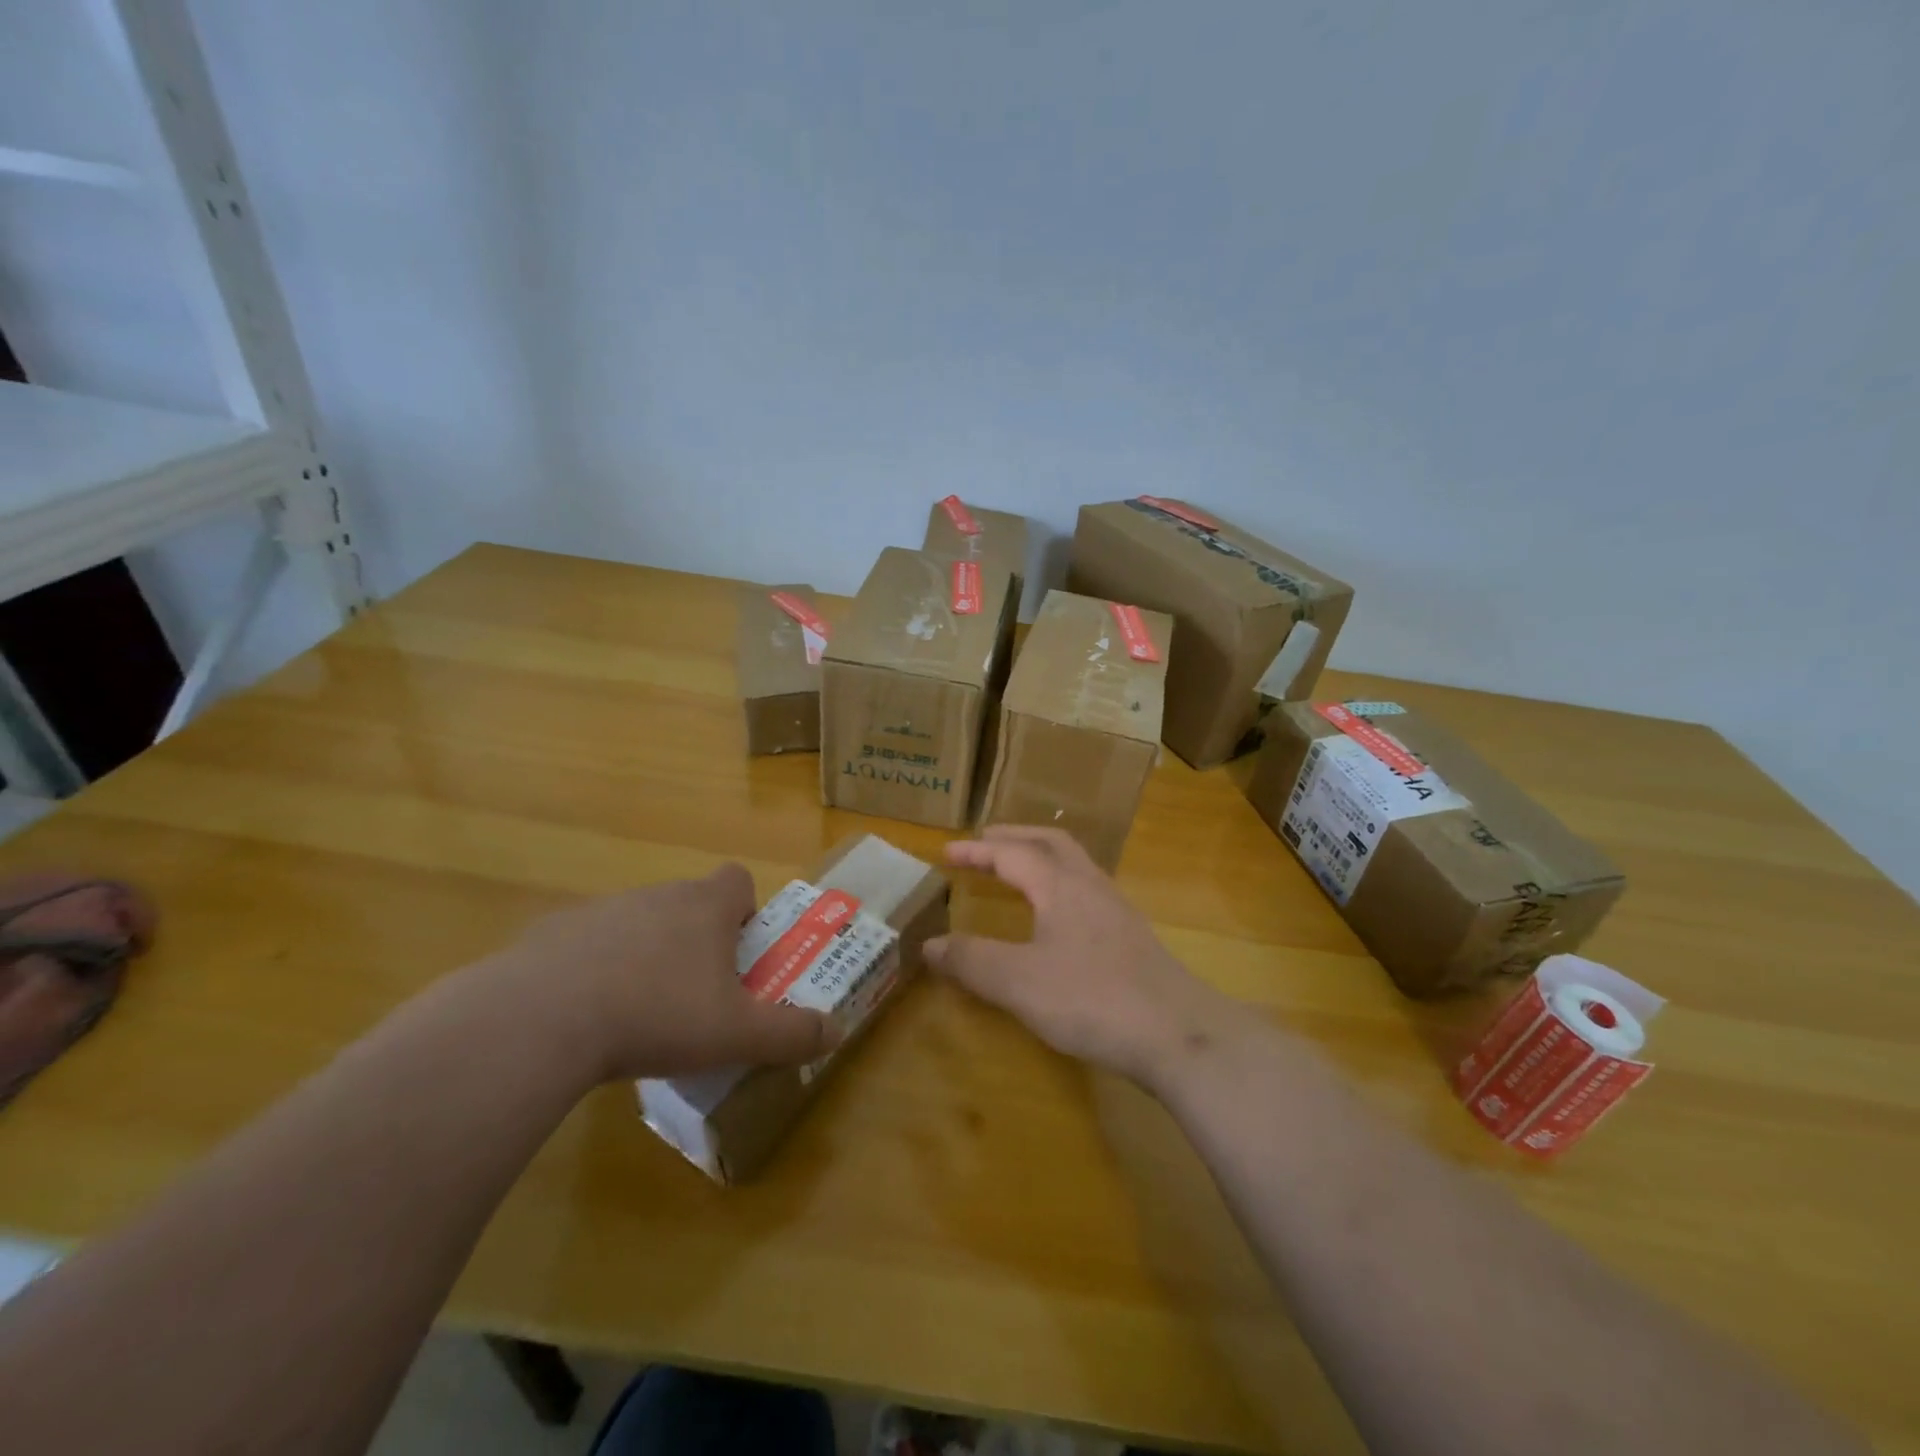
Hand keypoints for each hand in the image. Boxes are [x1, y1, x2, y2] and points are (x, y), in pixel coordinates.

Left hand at [479, 865, 839, 1082]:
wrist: (541, 1020)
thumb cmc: (657, 1015)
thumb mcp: (736, 1034)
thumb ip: (791, 1033)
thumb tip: (837, 1031)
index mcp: (704, 907)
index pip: (738, 880)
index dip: (746, 910)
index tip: (740, 952)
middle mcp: (657, 896)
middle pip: (688, 903)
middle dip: (698, 941)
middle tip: (696, 995)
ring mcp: (601, 910)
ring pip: (638, 923)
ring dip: (645, 955)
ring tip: (638, 1014)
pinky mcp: (552, 934)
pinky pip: (587, 944)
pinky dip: (593, 970)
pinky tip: (584, 1018)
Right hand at [926, 826, 1235, 1086]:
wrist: (1178, 1033)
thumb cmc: (1092, 999)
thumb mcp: (1019, 983)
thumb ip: (972, 961)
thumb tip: (929, 945)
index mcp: (1060, 886)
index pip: (1012, 854)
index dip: (977, 851)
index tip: (946, 852)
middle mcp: (1090, 886)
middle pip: (1051, 844)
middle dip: (1014, 838)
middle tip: (985, 842)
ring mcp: (1117, 910)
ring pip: (1075, 865)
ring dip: (1042, 858)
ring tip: (1018, 871)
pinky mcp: (1132, 937)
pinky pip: (1088, 891)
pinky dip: (1061, 885)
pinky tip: (1058, 917)